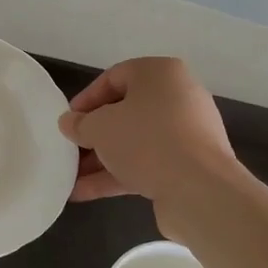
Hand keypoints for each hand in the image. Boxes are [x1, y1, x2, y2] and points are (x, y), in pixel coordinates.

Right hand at [57, 58, 236, 236]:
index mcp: (160, 74)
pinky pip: (147, 164)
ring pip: (135, 141)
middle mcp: (178, 98)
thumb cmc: (145, 141)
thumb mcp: (99, 127)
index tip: (68, 121)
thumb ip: (80, 123)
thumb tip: (70, 123)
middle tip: (70, 149)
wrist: (199, 190)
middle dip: (94, 134)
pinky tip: (85, 193)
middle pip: (126, 112)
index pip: (114, 78)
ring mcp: (187, 134)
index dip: (86, 99)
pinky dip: (118, 175)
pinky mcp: (189, 165)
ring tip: (71, 177)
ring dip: (102, 159)